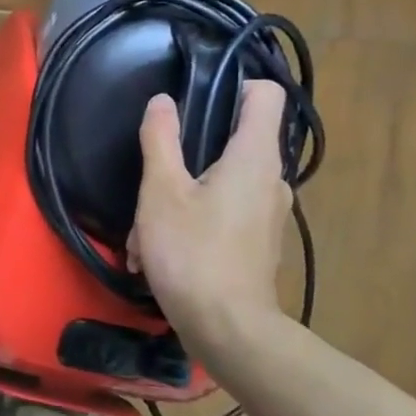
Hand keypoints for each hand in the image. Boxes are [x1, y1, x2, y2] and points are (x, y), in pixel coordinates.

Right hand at [128, 81, 292, 344]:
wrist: (227, 330)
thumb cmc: (192, 251)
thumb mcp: (161, 191)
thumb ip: (161, 139)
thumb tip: (162, 101)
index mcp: (255, 156)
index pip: (265, 93)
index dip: (233, 85)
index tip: (196, 100)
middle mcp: (271, 179)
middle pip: (236, 139)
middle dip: (189, 152)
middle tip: (154, 174)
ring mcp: (268, 213)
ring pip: (222, 182)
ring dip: (180, 196)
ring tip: (144, 229)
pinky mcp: (258, 242)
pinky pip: (224, 213)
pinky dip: (193, 221)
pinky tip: (158, 251)